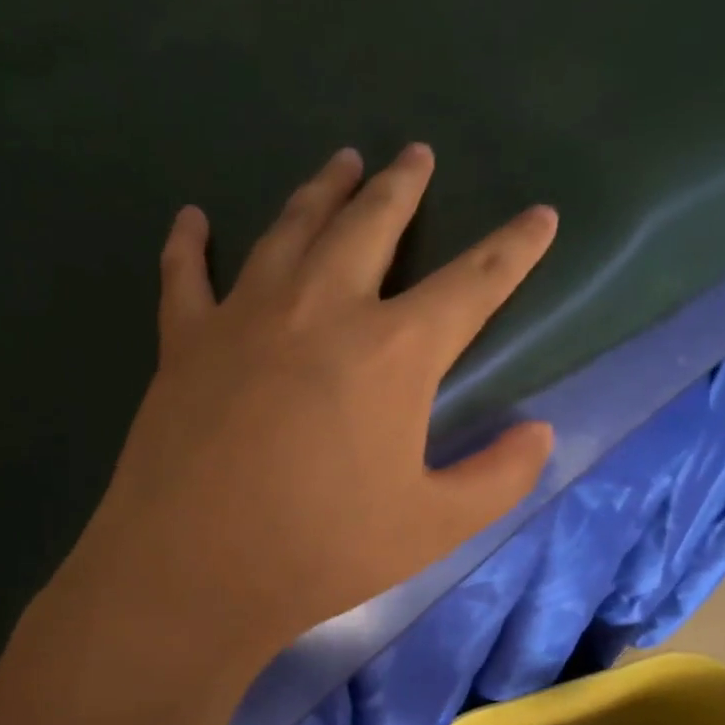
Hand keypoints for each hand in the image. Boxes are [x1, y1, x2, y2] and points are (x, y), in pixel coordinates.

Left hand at [66, 144, 557, 659]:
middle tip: (417, 154)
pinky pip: (185, 275)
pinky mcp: (185, 343)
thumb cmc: (323, 551)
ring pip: (290, 229)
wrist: (196, 570)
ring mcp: (245, 317)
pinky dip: (188, 242)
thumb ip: (498, 478)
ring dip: (321, 191)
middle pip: (371, 224)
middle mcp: (322, 308)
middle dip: (402, 186)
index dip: (513, 249)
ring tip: (341, 162)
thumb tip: (539, 433)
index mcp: (394, 351)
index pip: (473, 283)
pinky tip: (193, 218)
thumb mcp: (434, 527)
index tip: (539, 216)